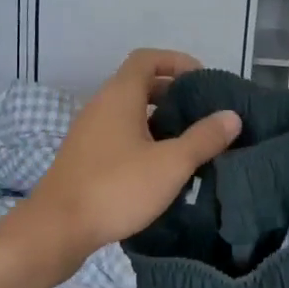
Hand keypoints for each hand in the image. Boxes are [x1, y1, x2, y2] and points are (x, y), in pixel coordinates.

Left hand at [0, 50, 241, 279]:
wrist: (57, 228)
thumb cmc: (117, 188)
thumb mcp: (170, 164)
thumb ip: (203, 138)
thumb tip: (231, 116)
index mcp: (119, 96)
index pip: (147, 59)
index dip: (176, 62)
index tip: (202, 80)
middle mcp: (100, 106)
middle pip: (138, 84)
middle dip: (172, 93)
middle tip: (201, 113)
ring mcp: (88, 132)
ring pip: (128, 112)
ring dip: (157, 119)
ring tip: (187, 141)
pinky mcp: (83, 158)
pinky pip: (117, 135)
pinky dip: (141, 139)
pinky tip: (159, 167)